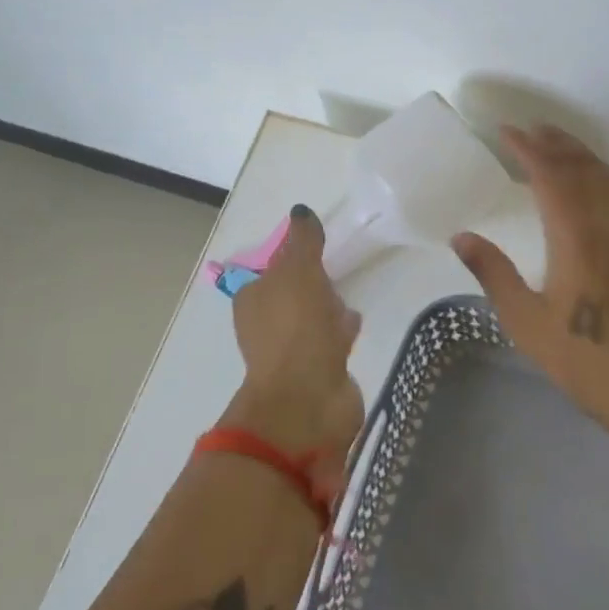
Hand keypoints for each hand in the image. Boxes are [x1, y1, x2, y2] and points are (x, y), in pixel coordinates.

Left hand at [225, 206, 364, 488]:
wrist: (308, 398)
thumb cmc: (297, 327)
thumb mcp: (299, 270)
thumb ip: (303, 240)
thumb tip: (301, 211)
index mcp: (253, 300)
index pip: (272, 270)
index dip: (293, 259)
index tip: (317, 250)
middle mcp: (266, 326)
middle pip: (292, 296)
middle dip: (312, 285)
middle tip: (334, 274)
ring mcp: (291, 353)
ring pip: (312, 321)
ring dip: (328, 310)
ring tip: (348, 301)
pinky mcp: (316, 373)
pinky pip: (330, 343)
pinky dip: (339, 333)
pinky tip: (354, 328)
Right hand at [452, 126, 608, 435]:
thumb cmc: (581, 359)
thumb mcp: (525, 320)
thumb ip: (492, 273)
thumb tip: (461, 236)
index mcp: (576, 239)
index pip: (550, 176)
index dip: (528, 149)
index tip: (506, 132)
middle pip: (582, 169)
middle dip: (556, 144)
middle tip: (531, 128)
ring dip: (582, 155)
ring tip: (558, 144)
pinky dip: (604, 175)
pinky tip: (594, 181)